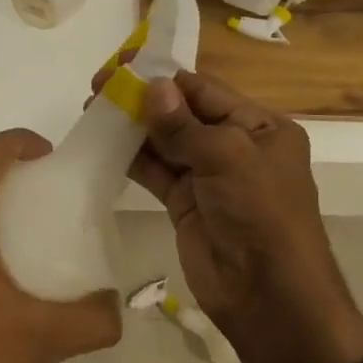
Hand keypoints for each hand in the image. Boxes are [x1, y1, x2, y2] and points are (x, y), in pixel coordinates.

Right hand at [97, 67, 362, 362]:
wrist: (269, 297)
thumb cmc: (260, 214)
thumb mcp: (228, 158)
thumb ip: (184, 125)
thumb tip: (152, 86)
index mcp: (260, 127)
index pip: (206, 90)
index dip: (165, 77)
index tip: (123, 65)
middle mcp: (235, 146)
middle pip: (183, 112)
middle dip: (144, 99)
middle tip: (99, 86)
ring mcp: (208, 177)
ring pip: (166, 141)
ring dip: (133, 126)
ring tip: (93, 110)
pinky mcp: (186, 203)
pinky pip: (156, 171)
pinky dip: (132, 157)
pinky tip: (103, 141)